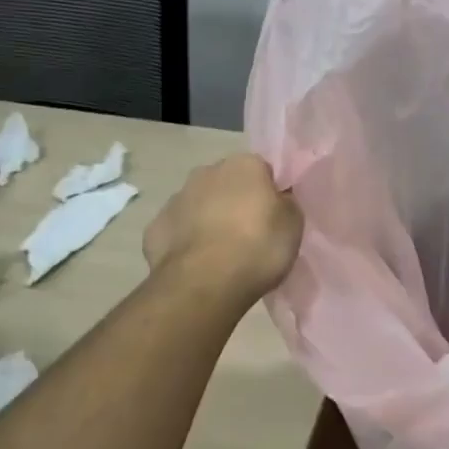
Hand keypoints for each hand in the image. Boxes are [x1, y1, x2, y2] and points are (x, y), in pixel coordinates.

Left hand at [143, 155, 301, 308]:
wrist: (203, 283)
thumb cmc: (257, 247)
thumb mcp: (293, 225)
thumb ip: (286, 204)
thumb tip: (278, 198)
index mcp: (244, 165)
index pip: (262, 171)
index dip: (268, 194)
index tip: (272, 217)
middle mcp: (207, 172)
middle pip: (227, 184)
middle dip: (235, 202)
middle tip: (248, 235)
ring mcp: (176, 198)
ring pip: (199, 205)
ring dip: (208, 220)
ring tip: (221, 255)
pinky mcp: (155, 227)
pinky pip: (178, 231)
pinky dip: (186, 243)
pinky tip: (196, 266)